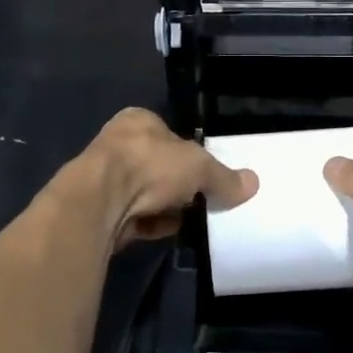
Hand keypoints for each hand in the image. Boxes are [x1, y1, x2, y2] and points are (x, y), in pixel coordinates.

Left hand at [79, 108, 256, 250]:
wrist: (99, 204)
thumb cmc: (149, 166)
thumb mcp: (199, 166)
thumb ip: (223, 177)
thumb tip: (252, 183)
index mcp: (139, 120)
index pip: (170, 134)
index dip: (190, 154)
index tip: (208, 175)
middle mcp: (119, 144)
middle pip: (160, 166)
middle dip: (180, 186)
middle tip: (203, 200)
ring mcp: (107, 179)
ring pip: (148, 194)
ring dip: (167, 208)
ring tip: (190, 220)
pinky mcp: (102, 211)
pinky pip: (136, 218)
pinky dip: (153, 225)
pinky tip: (168, 232)